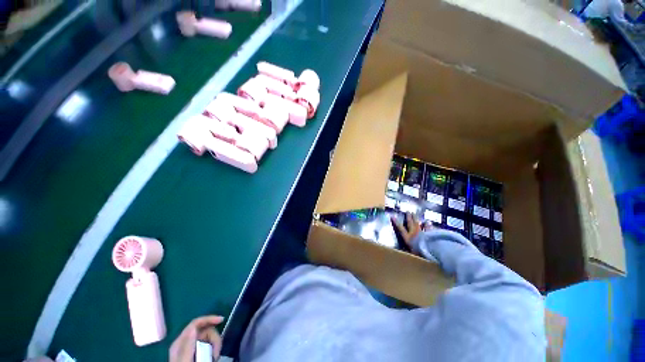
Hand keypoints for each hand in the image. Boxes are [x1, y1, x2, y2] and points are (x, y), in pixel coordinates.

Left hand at [170, 315, 224, 361]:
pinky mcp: (199, 352)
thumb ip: (187, 346)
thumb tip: (194, 327)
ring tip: (215, 357)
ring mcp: (193, 347)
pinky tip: (214, 357)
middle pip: (205, 329)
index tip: (222, 320)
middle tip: (217, 352)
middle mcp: (186, 342)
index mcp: (180, 342)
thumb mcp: (185, 360)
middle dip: (214, 338)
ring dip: (215, 345)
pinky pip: (210, 344)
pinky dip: (214, 349)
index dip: (209, 319)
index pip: (195, 323)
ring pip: (209, 337)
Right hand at [391, 212, 430, 249]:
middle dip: (408, 217)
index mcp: (408, 237)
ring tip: (415, 213)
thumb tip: (403, 251)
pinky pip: (428, 228)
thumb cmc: (419, 252)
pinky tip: (428, 222)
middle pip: (410, 223)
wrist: (431, 249)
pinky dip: (428, 225)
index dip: (396, 222)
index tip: (392, 216)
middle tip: (408, 211)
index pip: (400, 228)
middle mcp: (414, 233)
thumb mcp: (412, 253)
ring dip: (416, 218)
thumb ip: (408, 250)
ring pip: (418, 223)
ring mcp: (422, 232)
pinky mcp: (429, 233)